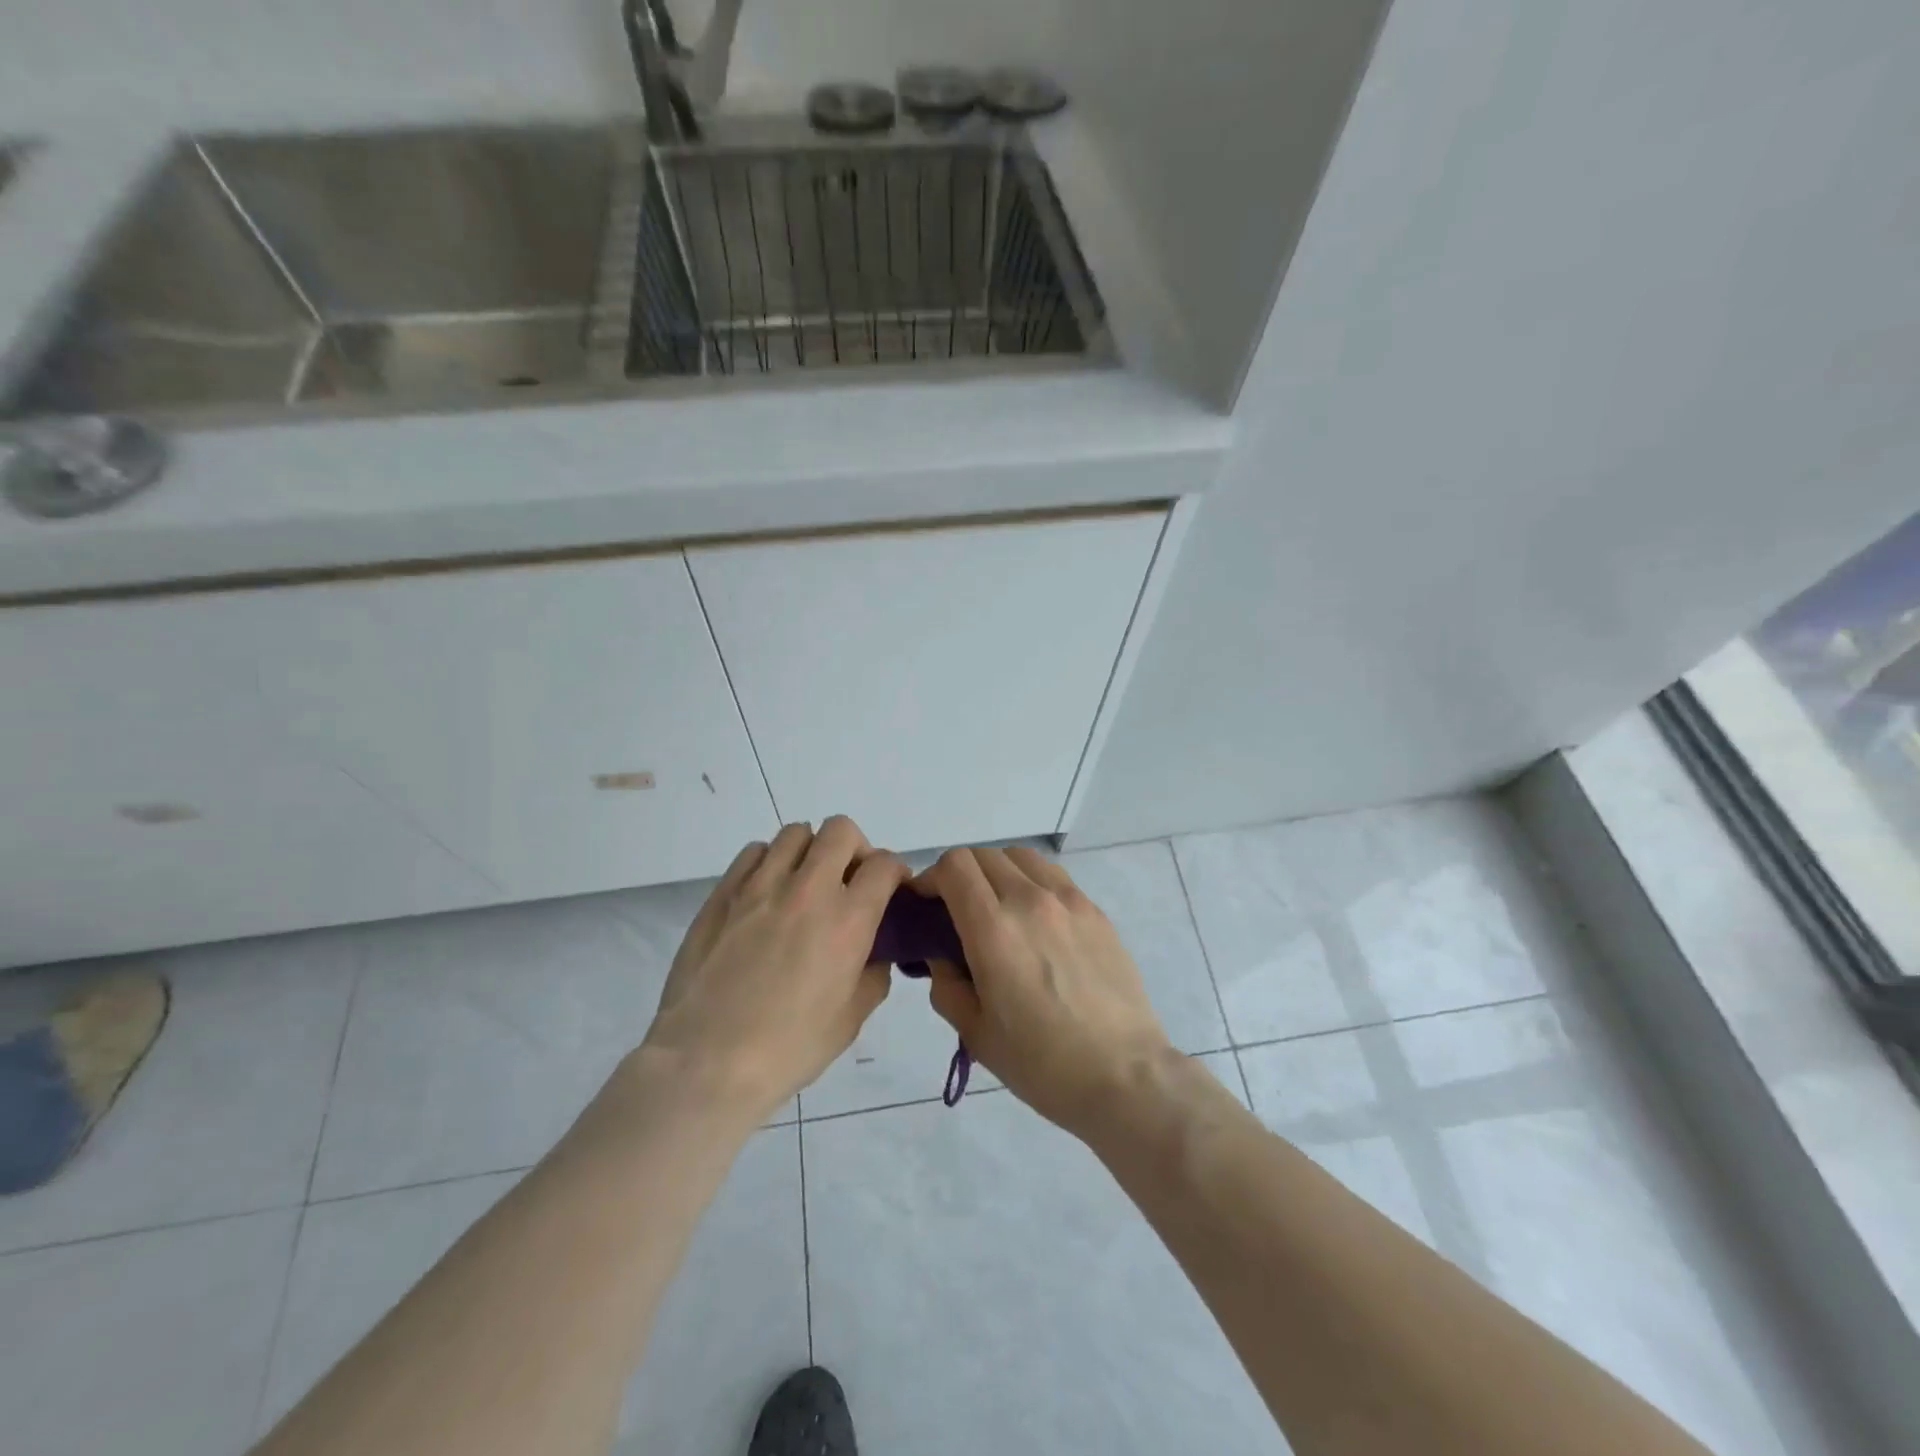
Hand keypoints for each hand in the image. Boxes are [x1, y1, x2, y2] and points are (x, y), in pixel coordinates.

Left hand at [642, 817, 907, 1123]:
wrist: (706, 1061)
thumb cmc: (788, 1048)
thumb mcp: (851, 1019)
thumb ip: (873, 974)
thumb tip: (874, 952)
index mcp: (848, 920)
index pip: (884, 864)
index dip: (895, 871)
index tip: (890, 888)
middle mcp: (808, 890)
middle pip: (841, 830)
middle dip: (855, 848)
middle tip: (848, 879)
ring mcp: (761, 886)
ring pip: (795, 833)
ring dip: (810, 851)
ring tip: (804, 883)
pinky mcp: (724, 893)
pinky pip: (754, 852)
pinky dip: (769, 861)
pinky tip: (767, 893)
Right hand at [913, 846, 1174, 1138]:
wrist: (1123, 1075)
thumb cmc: (1042, 1063)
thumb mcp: (976, 1033)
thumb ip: (946, 984)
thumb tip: (942, 956)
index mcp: (994, 929)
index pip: (954, 866)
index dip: (931, 878)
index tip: (927, 905)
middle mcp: (1030, 901)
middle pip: (984, 855)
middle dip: (961, 875)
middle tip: (958, 911)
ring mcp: (1069, 901)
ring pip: (1021, 857)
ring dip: (998, 872)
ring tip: (999, 908)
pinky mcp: (1096, 911)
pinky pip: (1054, 877)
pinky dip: (1032, 883)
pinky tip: (1037, 922)